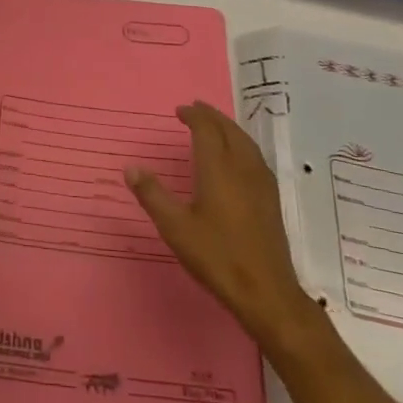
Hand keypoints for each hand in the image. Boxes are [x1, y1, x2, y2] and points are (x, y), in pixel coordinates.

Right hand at [126, 102, 310, 347]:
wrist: (266, 292)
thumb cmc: (217, 257)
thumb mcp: (175, 227)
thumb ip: (152, 195)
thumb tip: (131, 167)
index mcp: (218, 168)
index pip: (207, 129)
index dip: (194, 116)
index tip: (180, 111)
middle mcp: (242, 167)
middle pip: (229, 130)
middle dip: (212, 116)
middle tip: (195, 110)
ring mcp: (261, 183)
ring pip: (245, 142)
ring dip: (228, 128)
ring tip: (214, 126)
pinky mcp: (271, 199)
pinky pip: (255, 156)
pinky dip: (241, 144)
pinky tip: (237, 157)